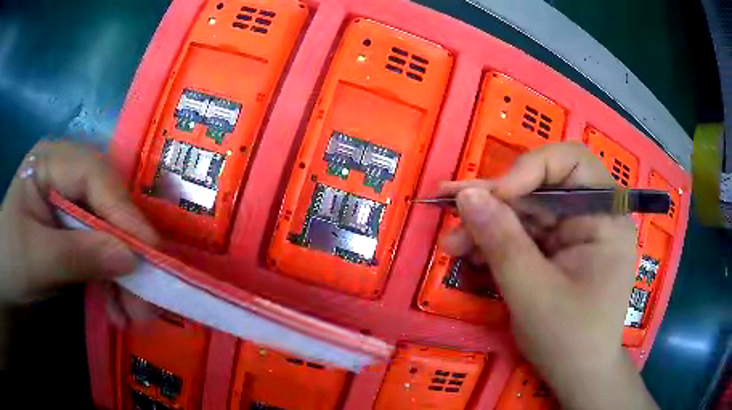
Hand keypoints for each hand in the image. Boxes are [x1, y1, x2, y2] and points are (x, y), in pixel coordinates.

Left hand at [0, 140, 156, 321]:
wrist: (5, 282)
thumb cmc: (9, 261)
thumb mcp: (35, 260)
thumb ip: (78, 255)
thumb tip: (131, 259)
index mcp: (50, 162)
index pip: (95, 176)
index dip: (124, 212)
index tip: (152, 252)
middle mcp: (66, 175)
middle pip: (108, 205)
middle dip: (128, 250)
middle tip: (149, 294)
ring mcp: (70, 204)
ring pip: (109, 233)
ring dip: (124, 276)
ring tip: (136, 315)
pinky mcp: (74, 233)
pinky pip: (101, 253)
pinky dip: (112, 283)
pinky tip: (118, 310)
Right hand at [440, 142, 656, 409]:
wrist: (577, 375)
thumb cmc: (569, 339)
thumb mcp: (533, 293)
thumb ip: (502, 242)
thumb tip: (466, 195)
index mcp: (606, 217)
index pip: (572, 162)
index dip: (531, 168)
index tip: (495, 196)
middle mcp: (593, 216)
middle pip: (541, 187)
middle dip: (496, 201)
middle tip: (451, 208)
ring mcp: (574, 233)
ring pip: (526, 212)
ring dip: (487, 224)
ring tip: (451, 243)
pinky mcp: (557, 250)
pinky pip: (524, 235)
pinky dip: (495, 243)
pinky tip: (468, 253)